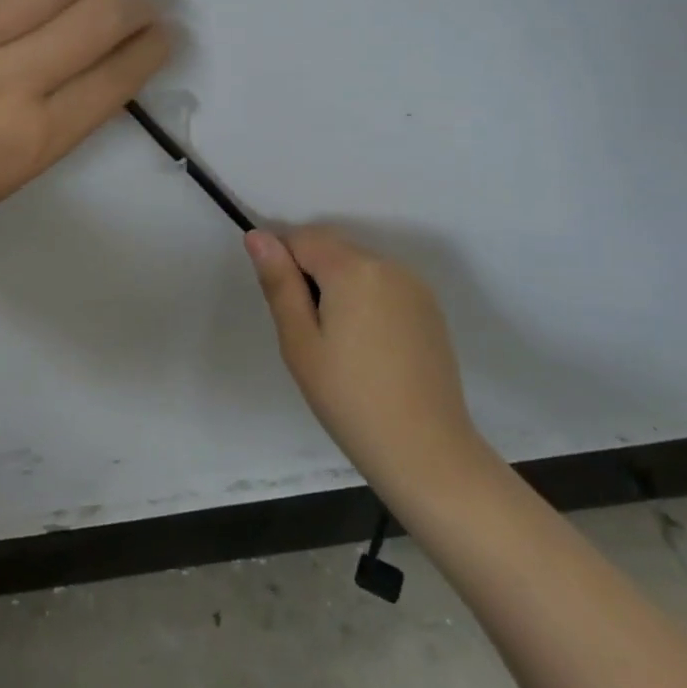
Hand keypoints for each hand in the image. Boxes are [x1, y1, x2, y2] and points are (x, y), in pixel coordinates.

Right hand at [246, 226, 490, 494]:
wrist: (426, 451)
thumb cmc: (349, 398)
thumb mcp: (299, 342)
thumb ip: (279, 283)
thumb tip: (257, 236)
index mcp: (352, 268)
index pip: (302, 238)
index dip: (283, 265)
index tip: (285, 310)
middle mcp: (387, 264)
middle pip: (331, 248)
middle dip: (311, 275)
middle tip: (309, 334)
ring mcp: (414, 285)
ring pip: (357, 266)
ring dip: (339, 287)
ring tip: (339, 345)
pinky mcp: (430, 308)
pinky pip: (383, 285)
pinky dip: (366, 300)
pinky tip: (369, 348)